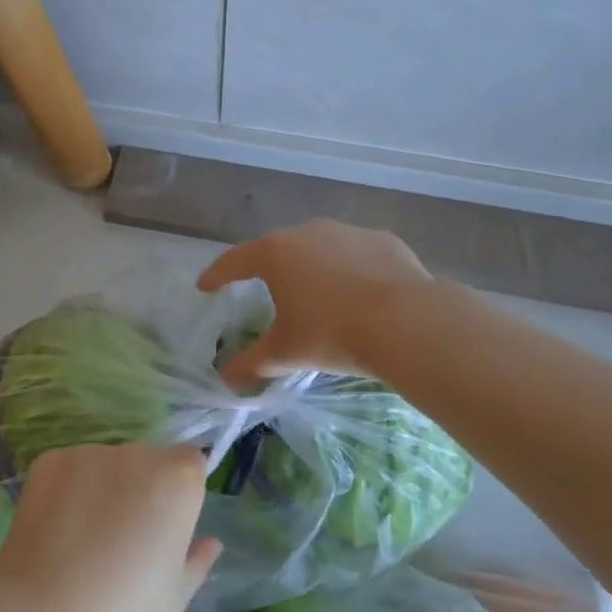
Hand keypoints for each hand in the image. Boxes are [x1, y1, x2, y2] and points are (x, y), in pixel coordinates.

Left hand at [0, 443, 222, 611]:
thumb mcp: (174, 598)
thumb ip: (197, 561)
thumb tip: (211, 542)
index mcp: (177, 481)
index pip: (190, 462)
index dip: (181, 488)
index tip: (167, 522)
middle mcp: (137, 454)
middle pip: (147, 460)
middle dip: (141, 486)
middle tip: (123, 535)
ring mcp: (90, 453)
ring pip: (106, 464)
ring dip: (103, 487)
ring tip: (83, 537)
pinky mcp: (51, 461)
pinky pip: (70, 470)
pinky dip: (67, 491)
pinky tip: (56, 530)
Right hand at [198, 219, 437, 388]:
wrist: (405, 322)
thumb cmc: (331, 334)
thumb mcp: (285, 353)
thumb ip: (251, 364)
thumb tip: (226, 379)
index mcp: (275, 253)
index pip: (235, 261)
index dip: (218, 274)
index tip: (206, 286)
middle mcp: (308, 232)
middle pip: (279, 249)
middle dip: (269, 269)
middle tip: (265, 289)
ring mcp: (348, 232)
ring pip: (321, 248)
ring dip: (314, 268)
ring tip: (318, 295)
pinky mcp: (383, 241)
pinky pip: (358, 255)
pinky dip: (352, 271)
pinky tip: (361, 294)